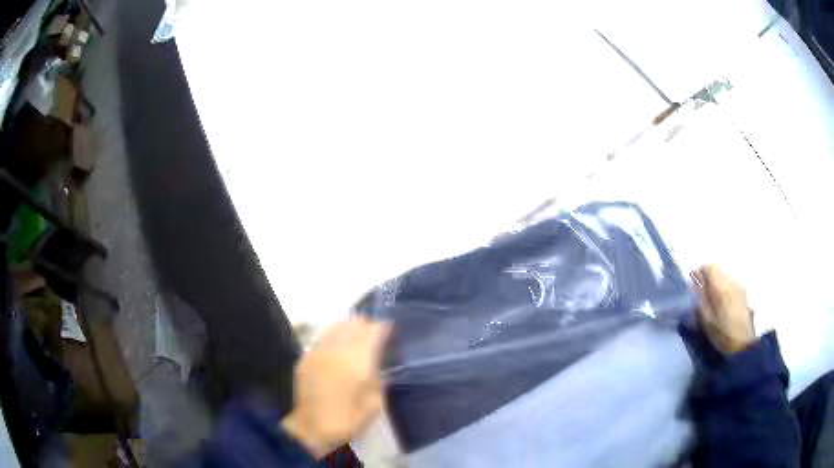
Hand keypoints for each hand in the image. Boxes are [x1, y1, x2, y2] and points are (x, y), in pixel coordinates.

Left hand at [281, 317, 390, 458]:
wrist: (313, 428)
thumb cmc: (349, 418)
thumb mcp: (375, 402)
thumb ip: (379, 376)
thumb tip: (378, 362)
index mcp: (358, 360)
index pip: (373, 330)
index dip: (384, 327)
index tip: (391, 330)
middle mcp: (337, 349)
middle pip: (354, 323)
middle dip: (367, 325)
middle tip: (375, 334)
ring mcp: (318, 351)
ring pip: (336, 326)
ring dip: (350, 328)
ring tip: (357, 337)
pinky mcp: (306, 357)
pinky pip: (322, 337)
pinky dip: (334, 336)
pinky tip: (338, 348)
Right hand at [691, 265, 755, 354]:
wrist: (743, 344)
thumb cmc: (722, 335)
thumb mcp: (706, 320)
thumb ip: (700, 297)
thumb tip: (695, 282)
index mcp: (720, 287)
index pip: (708, 267)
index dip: (699, 272)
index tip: (694, 284)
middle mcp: (731, 281)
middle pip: (717, 268)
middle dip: (708, 276)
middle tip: (702, 292)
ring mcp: (739, 285)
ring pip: (724, 274)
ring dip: (716, 281)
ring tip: (713, 299)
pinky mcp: (743, 291)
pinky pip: (730, 281)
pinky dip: (724, 286)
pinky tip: (723, 302)